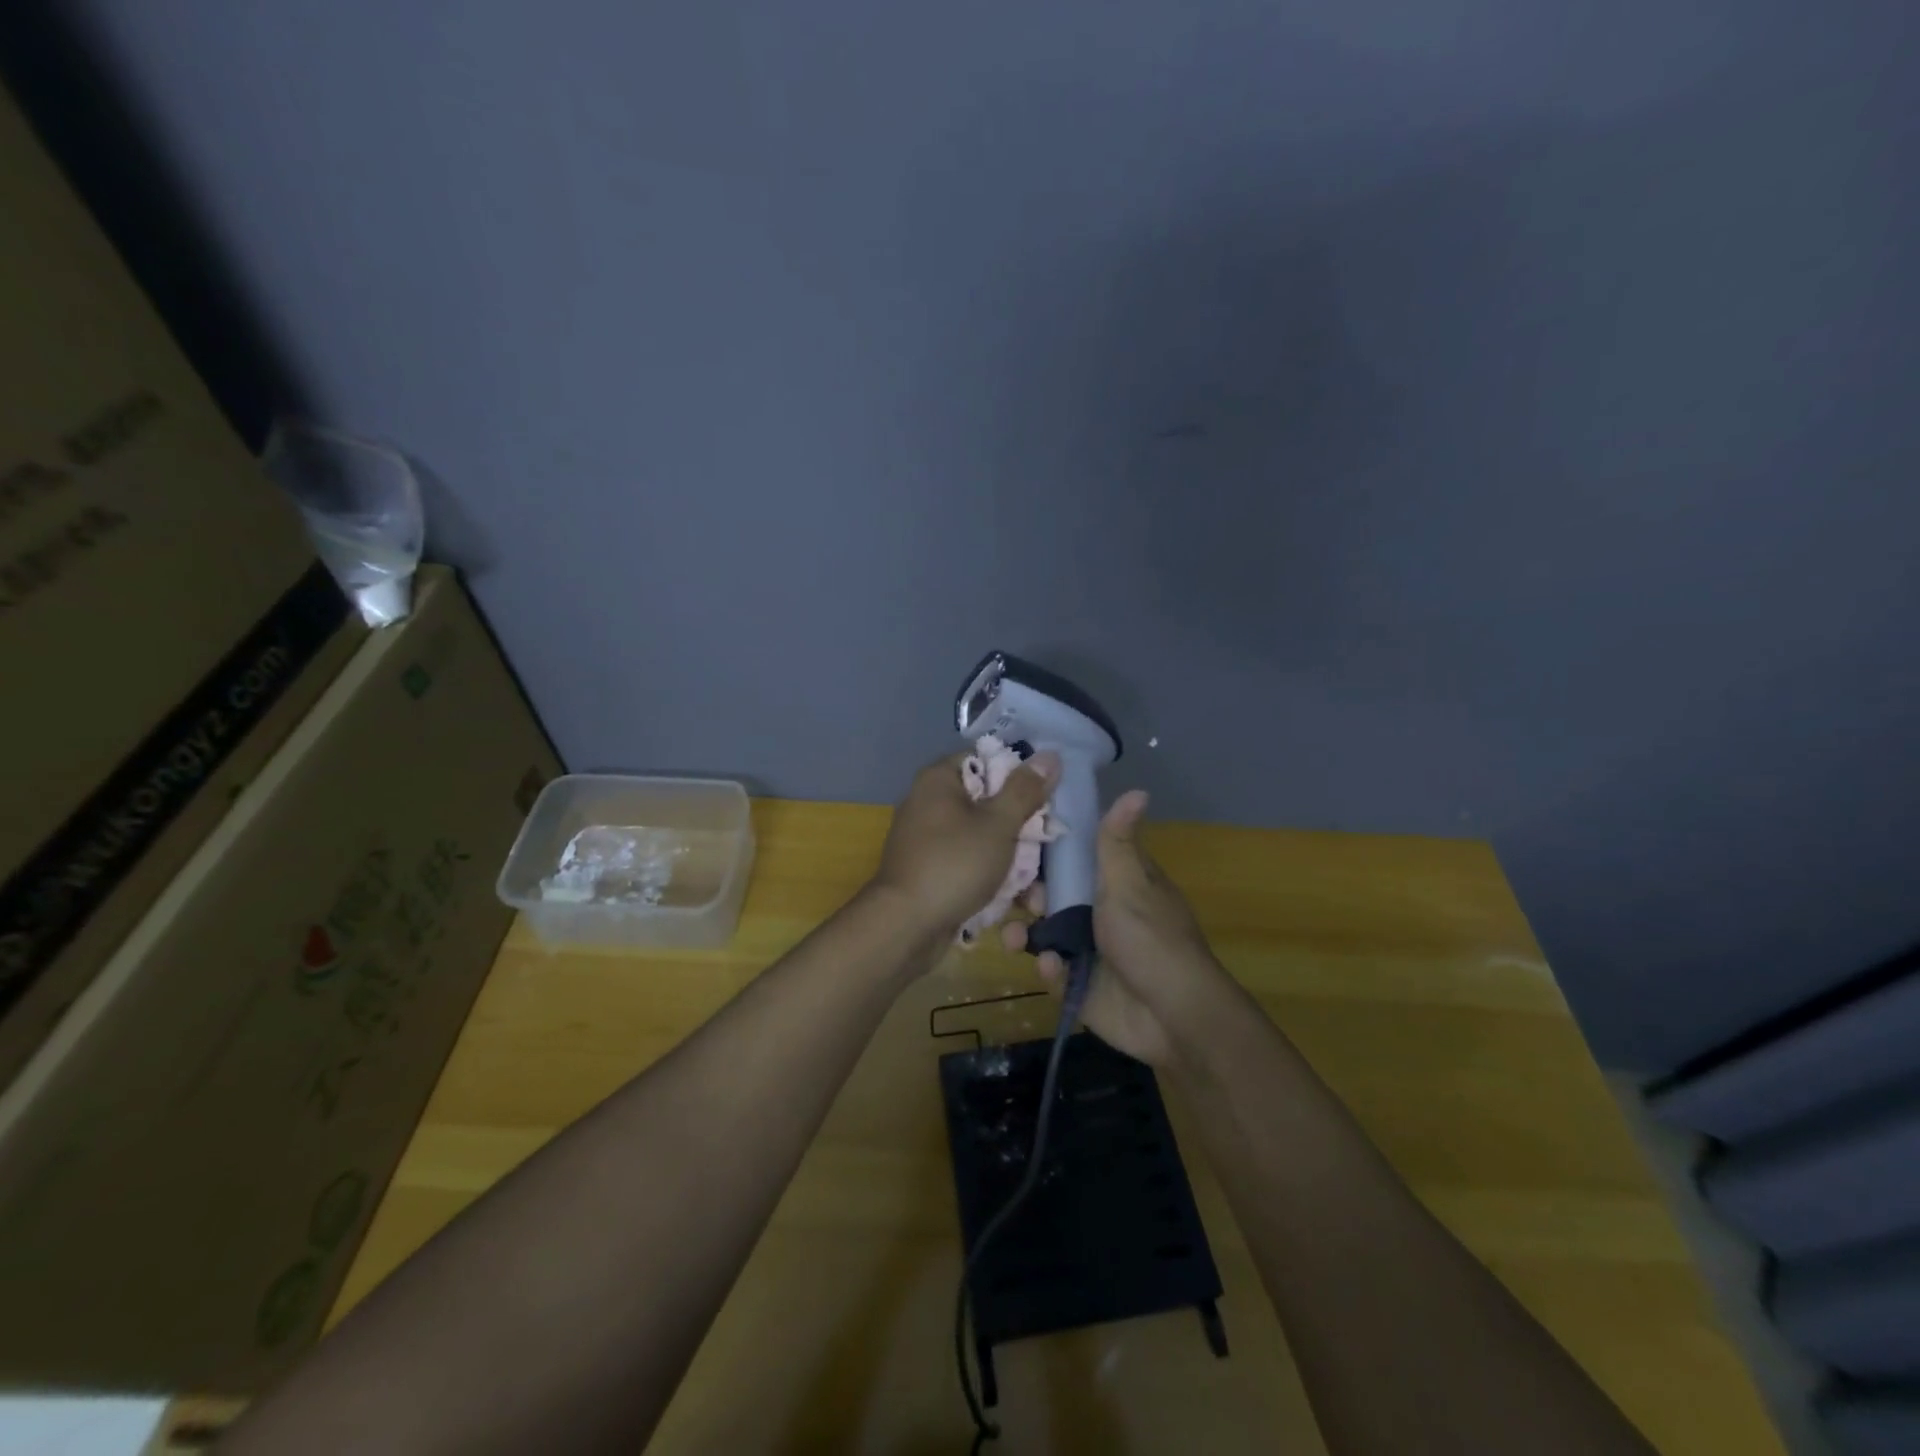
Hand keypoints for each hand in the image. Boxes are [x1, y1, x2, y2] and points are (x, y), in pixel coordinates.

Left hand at [871, 746, 1060, 942]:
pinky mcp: (932, 871)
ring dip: (1013, 861)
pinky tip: (1015, 901)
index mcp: (939, 780)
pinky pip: (970, 864)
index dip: (1019, 776)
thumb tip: (1049, 755)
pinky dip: (992, 878)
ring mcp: (929, 840)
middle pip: (989, 803)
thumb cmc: (954, 864)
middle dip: (1021, 829)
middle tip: (1045, 847)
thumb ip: (1025, 790)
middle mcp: (930, 803)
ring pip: (984, 839)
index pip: (986, 760)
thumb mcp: (998, 824)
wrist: (906, 927)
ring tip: (1036, 891)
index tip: (1045, 799)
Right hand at [1001, 790, 1224, 1067]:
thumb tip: (1137, 789)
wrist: (1172, 1015)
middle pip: (1051, 894)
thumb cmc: (1150, 939)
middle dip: (1027, 896)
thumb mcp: (1130, 883)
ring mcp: (1088, 948)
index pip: (1073, 857)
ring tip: (1012, 938)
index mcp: (1114, 883)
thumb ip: (1117, 841)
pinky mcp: (1080, 984)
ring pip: (1044, 932)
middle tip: (1010, 897)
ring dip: (1025, 932)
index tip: (1012, 841)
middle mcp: (1099, 911)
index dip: (1044, 850)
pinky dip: (1049, 967)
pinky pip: (1052, 968)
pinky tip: (1052, 968)